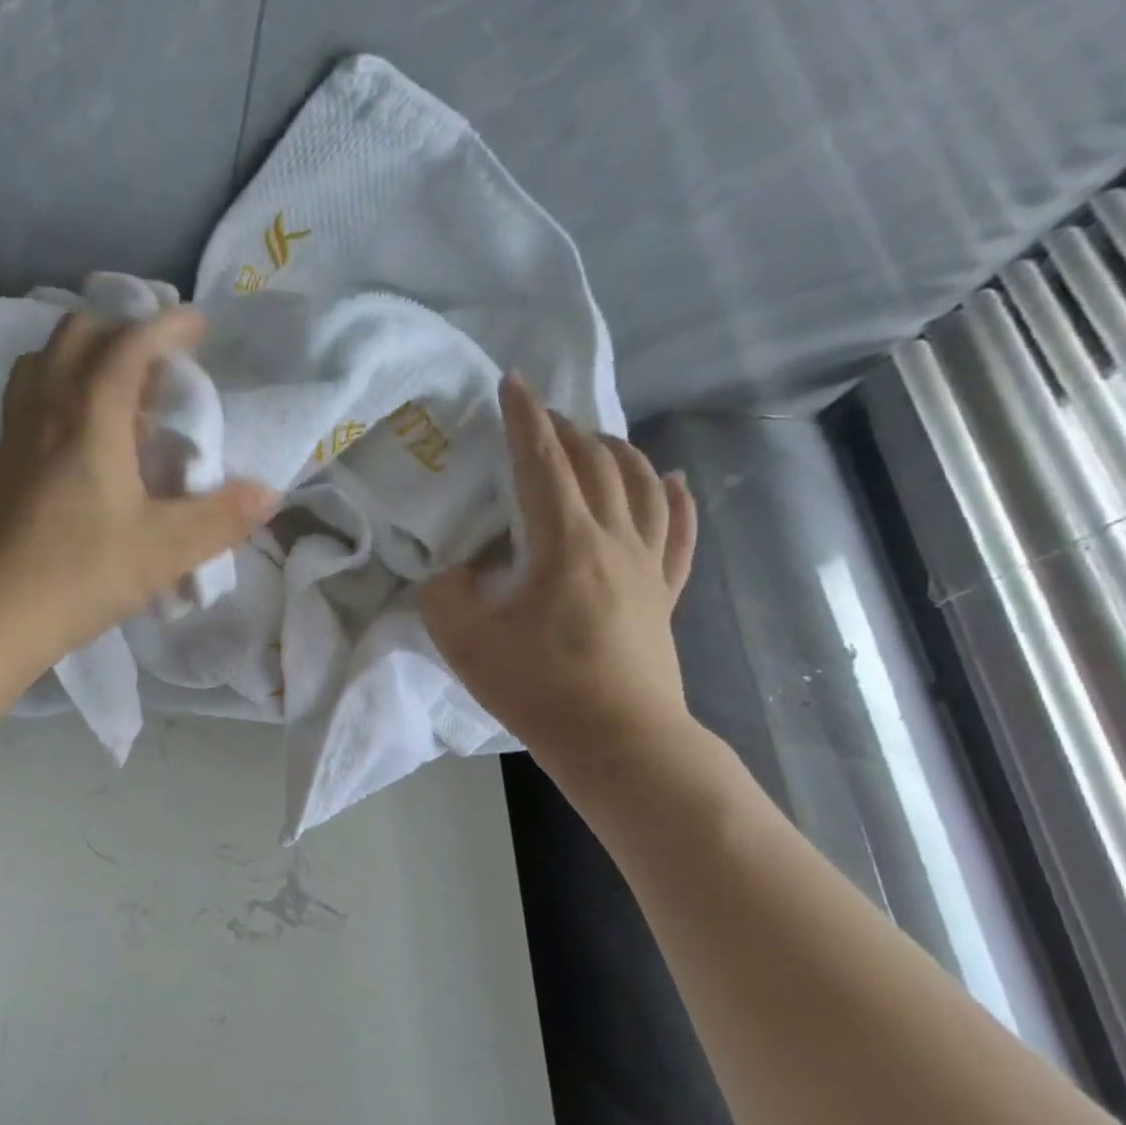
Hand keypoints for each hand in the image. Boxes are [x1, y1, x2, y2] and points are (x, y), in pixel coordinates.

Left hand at [0, 307, 276, 678]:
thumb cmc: (76, 574)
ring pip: (42, 364)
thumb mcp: (163, 551)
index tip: (198, 325)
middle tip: (156, 362)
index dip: (168, 326)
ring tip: (115, 391)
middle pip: (77, 336)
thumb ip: (220, 519)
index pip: (130, 343)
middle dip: (121, 330)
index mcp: (91, 414)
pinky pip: (27, 401)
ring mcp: (13, 438)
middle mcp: (46, 409)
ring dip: (81, 357)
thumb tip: (268, 494)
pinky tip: (75, 440)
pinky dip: (57, 393)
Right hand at [421, 375, 697, 773]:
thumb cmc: (538, 689)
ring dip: (617, 451)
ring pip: (644, 485)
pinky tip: (672, 479)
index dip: (523, 419)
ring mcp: (649, 565)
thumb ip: (445, 594)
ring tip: (595, 439)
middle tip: (537, 419)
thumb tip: (453, 572)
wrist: (617, 741)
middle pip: (596, 463)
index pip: (542, 462)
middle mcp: (615, 539)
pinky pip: (680, 530)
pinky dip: (675, 496)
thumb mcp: (465, 642)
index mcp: (565, 542)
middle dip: (565, 430)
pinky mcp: (665, 593)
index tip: (511, 383)